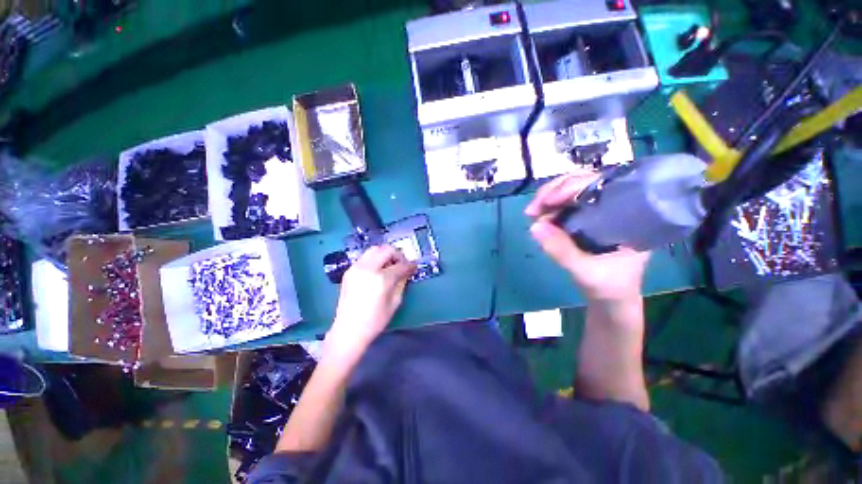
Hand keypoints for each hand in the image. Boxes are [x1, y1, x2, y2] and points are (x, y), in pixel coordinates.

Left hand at [328, 245, 415, 353]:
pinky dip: (375, 259)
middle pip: (386, 250)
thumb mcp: (395, 302)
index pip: (400, 265)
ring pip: (374, 249)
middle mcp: (367, 268)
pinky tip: (378, 270)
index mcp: (381, 278)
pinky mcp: (349, 271)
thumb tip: (407, 271)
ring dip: (385, 254)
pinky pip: (365, 257)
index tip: (414, 267)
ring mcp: (356, 268)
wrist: (348, 330)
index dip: (410, 265)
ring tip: (390, 265)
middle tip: (402, 264)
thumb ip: (402, 282)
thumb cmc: (375, 320)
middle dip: (397, 255)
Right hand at [525, 173, 650, 301]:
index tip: (547, 201)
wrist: (612, 300)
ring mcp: (599, 210)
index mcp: (630, 214)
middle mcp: (616, 205)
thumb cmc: (610, 287)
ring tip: (532, 213)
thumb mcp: (586, 271)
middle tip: (532, 210)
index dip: (571, 187)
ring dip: (548, 198)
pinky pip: (566, 204)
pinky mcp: (586, 218)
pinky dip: (549, 207)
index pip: (602, 185)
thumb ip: (561, 251)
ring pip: (572, 191)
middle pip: (583, 182)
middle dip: (553, 192)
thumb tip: (534, 226)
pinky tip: (539, 216)